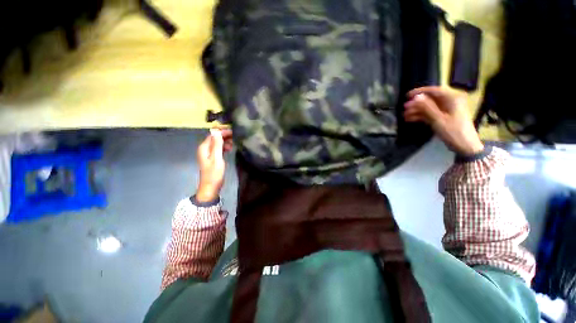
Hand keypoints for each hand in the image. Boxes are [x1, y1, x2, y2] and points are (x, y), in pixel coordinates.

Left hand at [196, 129, 232, 202]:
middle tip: (236, 136)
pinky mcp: (213, 158)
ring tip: (235, 143)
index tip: (234, 131)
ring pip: (218, 143)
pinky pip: (219, 149)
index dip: (223, 132)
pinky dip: (224, 147)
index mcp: (204, 147)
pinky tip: (230, 148)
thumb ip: (217, 144)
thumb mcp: (217, 158)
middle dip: (225, 136)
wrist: (211, 187)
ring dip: (225, 142)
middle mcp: (205, 148)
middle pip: (215, 138)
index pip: (213, 135)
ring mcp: (209, 153)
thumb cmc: (214, 173)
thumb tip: (216, 130)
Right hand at [404, 86, 483, 156]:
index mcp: (452, 98)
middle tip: (404, 108)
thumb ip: (427, 107)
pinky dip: (420, 116)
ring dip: (416, 111)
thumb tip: (416, 97)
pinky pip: (430, 114)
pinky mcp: (443, 117)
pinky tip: (410, 119)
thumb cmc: (453, 131)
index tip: (407, 96)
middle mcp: (450, 102)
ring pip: (429, 107)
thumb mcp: (439, 119)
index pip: (434, 90)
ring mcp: (446, 110)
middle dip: (416, 104)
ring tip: (404, 116)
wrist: (465, 146)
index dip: (420, 92)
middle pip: (430, 99)